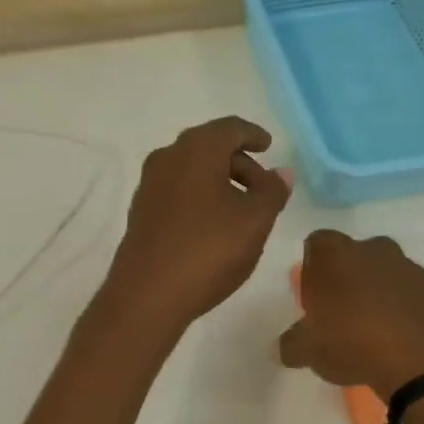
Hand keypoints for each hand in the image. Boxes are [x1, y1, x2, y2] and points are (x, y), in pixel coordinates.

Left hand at [102, 116, 291, 330]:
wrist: (147, 295)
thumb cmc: (208, 250)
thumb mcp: (255, 221)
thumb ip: (273, 191)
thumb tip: (282, 172)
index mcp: (197, 149)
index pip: (230, 128)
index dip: (253, 135)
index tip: (268, 146)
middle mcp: (168, 157)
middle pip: (210, 147)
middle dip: (240, 162)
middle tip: (264, 188)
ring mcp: (149, 184)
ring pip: (192, 170)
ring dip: (220, 181)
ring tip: (243, 211)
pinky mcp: (141, 211)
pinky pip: (178, 190)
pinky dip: (200, 196)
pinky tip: (214, 225)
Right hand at [278, 230, 423, 396]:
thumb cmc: (352, 341)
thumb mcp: (309, 350)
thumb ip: (293, 344)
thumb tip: (289, 346)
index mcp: (334, 254)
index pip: (316, 244)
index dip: (313, 268)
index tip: (314, 297)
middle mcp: (372, 249)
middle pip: (354, 255)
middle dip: (347, 278)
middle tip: (342, 314)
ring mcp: (409, 267)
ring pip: (385, 273)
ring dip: (378, 294)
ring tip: (373, 332)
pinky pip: (411, 295)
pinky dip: (404, 310)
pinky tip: (399, 340)